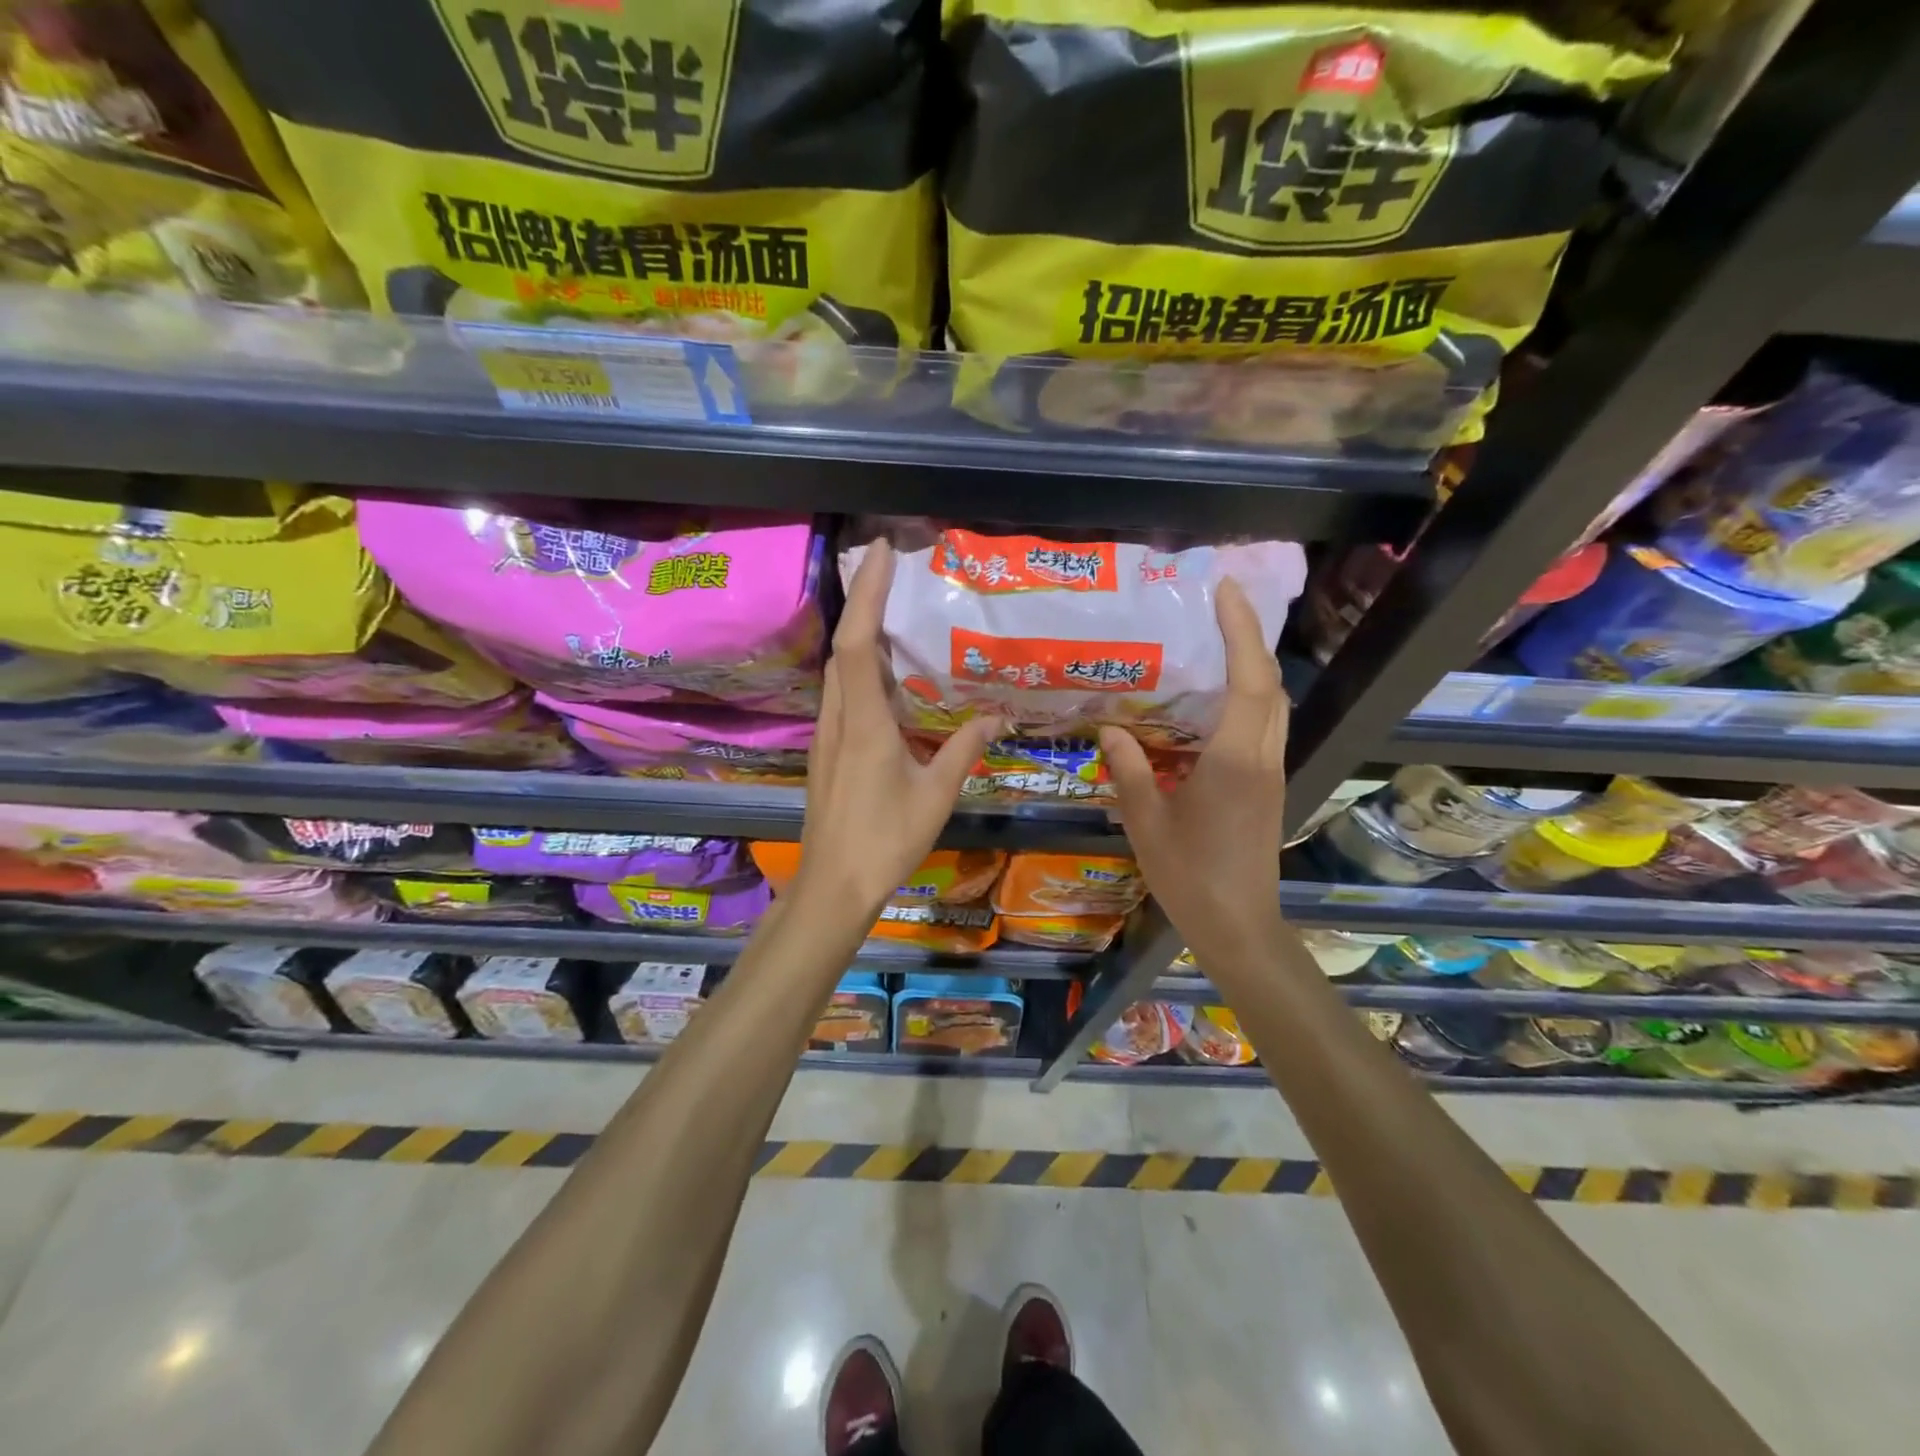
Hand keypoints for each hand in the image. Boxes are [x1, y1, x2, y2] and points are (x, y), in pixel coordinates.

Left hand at [796, 540, 1000, 914]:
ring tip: (891, 609)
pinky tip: (884, 674)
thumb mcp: (935, 796)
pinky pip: (841, 694)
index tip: (880, 553)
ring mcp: (826, 735)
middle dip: (861, 601)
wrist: (834, 885)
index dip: (866, 594)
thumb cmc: (886, 841)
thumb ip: (963, 751)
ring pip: (838, 670)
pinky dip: (858, 668)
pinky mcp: (827, 750)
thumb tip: (995, 719)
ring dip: (859, 633)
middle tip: (890, 569)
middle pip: (843, 647)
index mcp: (865, 724)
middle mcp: (838, 719)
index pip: (858, 643)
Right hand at [1098, 577, 1287, 962]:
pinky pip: (1264, 728)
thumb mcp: (1147, 823)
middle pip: (1270, 686)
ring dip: (1252, 668)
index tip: (1227, 591)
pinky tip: (1213, 704)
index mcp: (1234, 762)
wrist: (1238, 926)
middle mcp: (1262, 759)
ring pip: (1273, 707)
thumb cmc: (1190, 876)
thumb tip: (1110, 730)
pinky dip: (1248, 700)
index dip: (1242, 631)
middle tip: (1219, 608)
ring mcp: (1270, 774)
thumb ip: (1131, 771)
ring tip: (1216, 644)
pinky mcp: (1267, 788)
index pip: (1250, 681)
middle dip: (1250, 640)